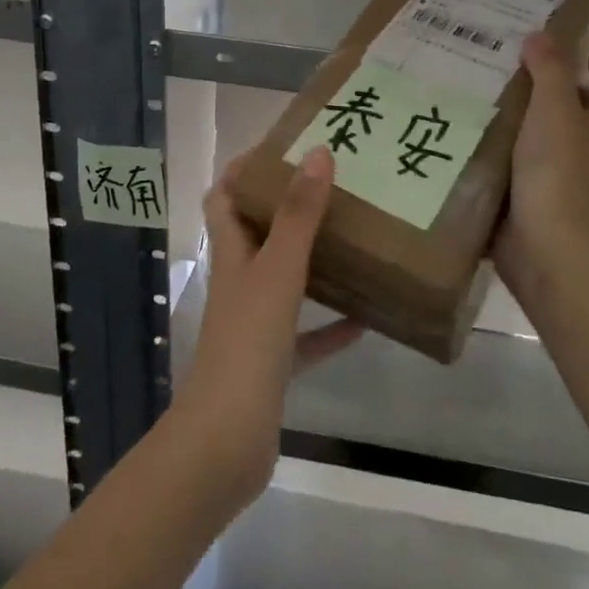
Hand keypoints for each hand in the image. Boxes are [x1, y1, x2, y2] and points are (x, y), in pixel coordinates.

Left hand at [178, 147, 362, 510]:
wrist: (226, 442)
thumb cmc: (247, 344)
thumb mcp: (278, 272)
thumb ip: (299, 215)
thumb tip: (318, 152)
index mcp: (232, 255)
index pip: (223, 198)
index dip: (242, 169)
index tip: (281, 146)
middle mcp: (239, 282)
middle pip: (256, 234)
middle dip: (286, 208)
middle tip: (331, 185)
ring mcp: (254, 324)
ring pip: (284, 280)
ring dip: (312, 261)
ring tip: (352, 238)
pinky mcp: (273, 362)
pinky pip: (306, 335)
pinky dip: (331, 325)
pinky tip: (365, 319)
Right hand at [493, 34, 588, 290]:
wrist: (545, 244)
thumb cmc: (558, 170)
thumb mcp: (556, 108)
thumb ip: (550, 69)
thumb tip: (541, 34)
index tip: (585, 49)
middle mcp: (584, 147)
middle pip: (575, 108)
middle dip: (550, 84)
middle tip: (511, 59)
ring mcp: (556, 173)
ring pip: (539, 133)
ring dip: (517, 113)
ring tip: (479, 86)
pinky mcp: (527, 193)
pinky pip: (512, 159)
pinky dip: (496, 145)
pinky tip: (466, 128)